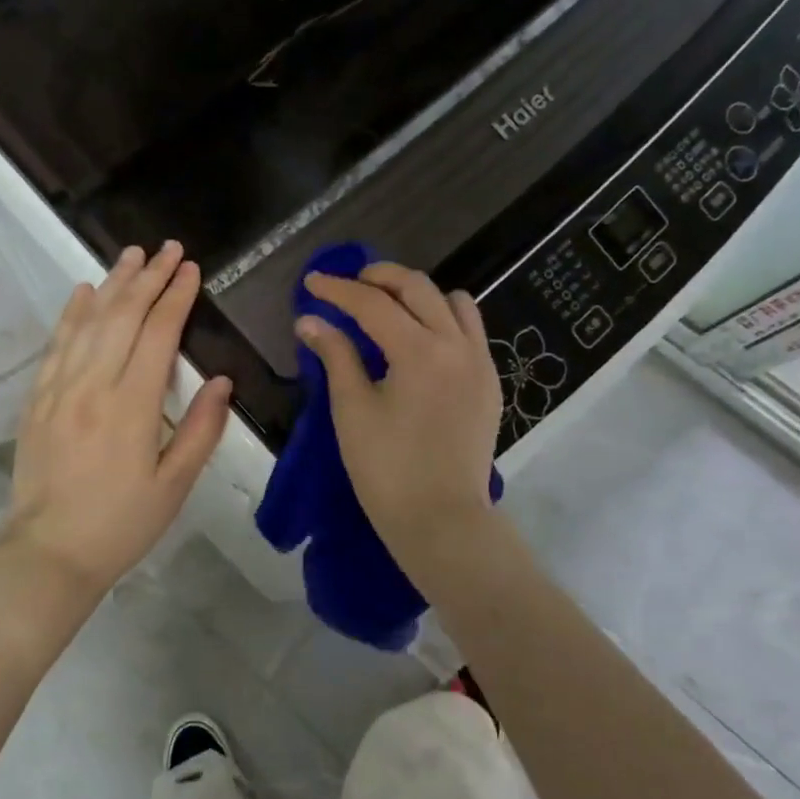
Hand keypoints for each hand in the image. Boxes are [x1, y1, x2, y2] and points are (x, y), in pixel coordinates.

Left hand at [0, 241, 232, 598]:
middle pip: (123, 317)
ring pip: (88, 323)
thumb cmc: (121, 525)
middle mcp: (92, 387)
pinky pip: (56, 345)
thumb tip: (221, 381)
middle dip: (149, 278)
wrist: (48, 555)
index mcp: (132, 407)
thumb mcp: (174, 486)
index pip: (157, 335)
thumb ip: (201, 430)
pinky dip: (71, 314)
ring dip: (113, 284)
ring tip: (132, 255)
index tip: (191, 269)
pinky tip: (83, 292)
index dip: (176, 297)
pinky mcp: (36, 400)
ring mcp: (59, 390)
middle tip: (168, 248)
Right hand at [297, 263, 502, 549]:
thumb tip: (310, 319)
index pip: (373, 303)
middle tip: (349, 286)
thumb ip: (335, 355)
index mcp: (420, 352)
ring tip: (387, 308)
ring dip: (417, 295)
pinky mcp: (490, 382)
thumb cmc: (387, 469)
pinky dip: (443, 319)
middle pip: (417, 287)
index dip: (338, 289)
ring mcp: (480, 362)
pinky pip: (470, 330)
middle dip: (379, 278)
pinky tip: (419, 340)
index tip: (312, 282)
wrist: (442, 521)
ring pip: (453, 302)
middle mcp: (457, 345)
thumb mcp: (352, 409)